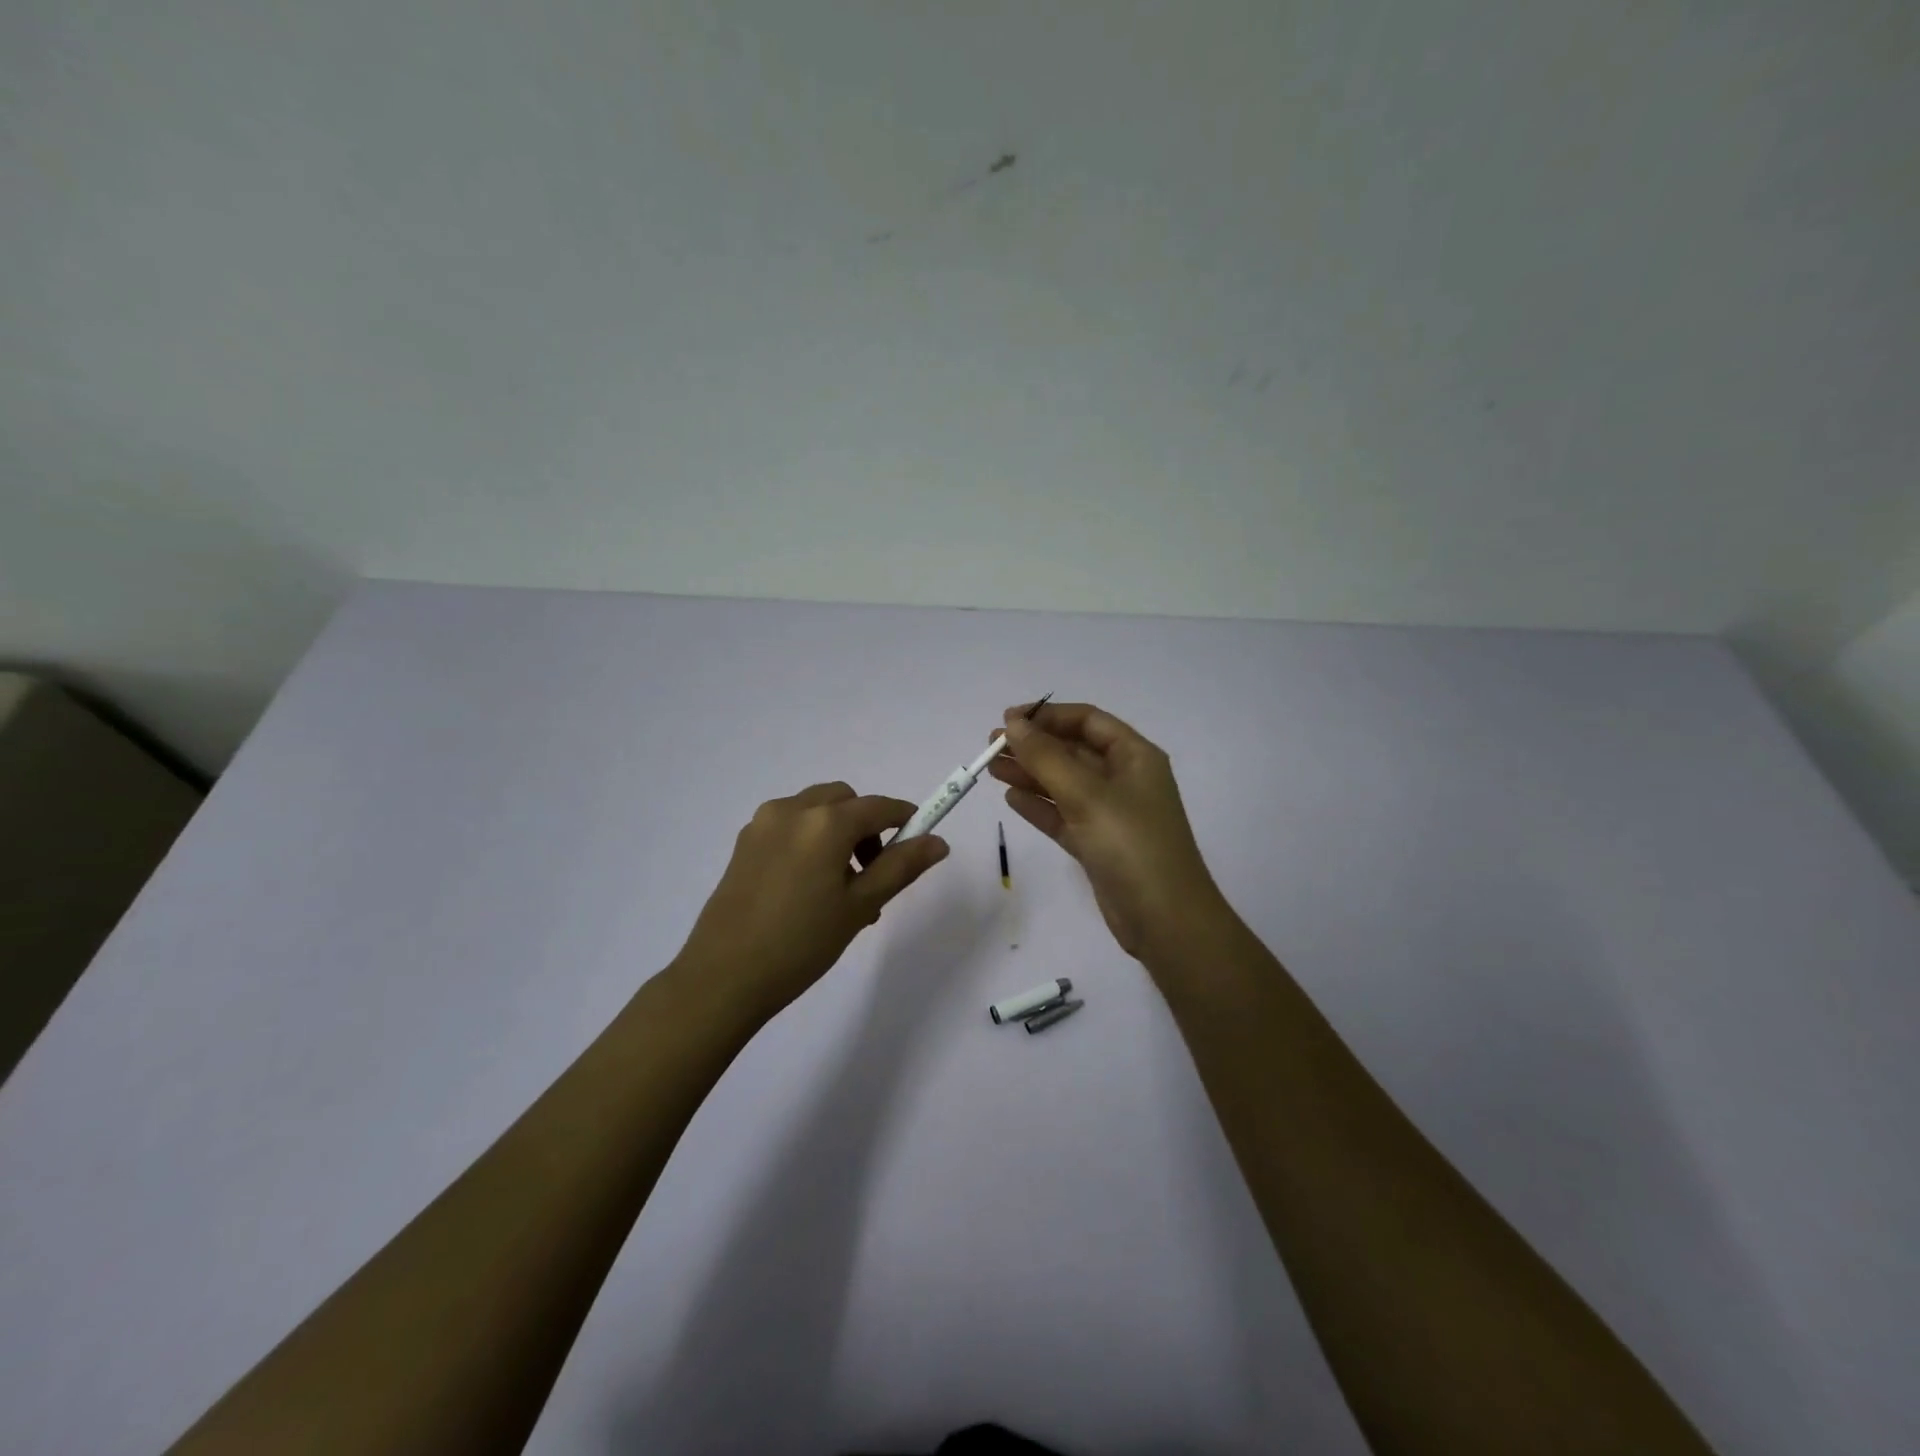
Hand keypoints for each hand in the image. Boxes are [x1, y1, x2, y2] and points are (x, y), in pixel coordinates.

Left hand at [673, 783, 948, 1018]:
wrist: (723, 978)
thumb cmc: (801, 943)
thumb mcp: (859, 906)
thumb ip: (901, 867)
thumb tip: (938, 842)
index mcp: (825, 822)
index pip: (879, 806)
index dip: (905, 819)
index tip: (917, 842)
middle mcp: (792, 810)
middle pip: (844, 801)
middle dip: (866, 826)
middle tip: (871, 873)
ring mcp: (762, 825)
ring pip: (815, 811)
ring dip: (837, 833)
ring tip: (840, 888)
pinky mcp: (744, 844)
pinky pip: (790, 827)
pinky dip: (810, 840)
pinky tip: (808, 888)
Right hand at [988, 702, 1223, 960]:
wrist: (1164, 919)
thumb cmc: (1130, 844)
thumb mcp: (1087, 794)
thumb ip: (1046, 757)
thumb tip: (1013, 723)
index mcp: (1135, 756)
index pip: (1088, 721)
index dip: (1048, 716)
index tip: (1008, 720)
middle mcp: (1124, 779)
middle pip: (1073, 751)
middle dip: (1033, 746)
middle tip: (991, 746)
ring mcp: (1111, 814)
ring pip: (1064, 784)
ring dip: (1030, 774)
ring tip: (991, 769)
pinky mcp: (1098, 844)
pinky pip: (1064, 816)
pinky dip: (1039, 806)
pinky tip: (1012, 799)